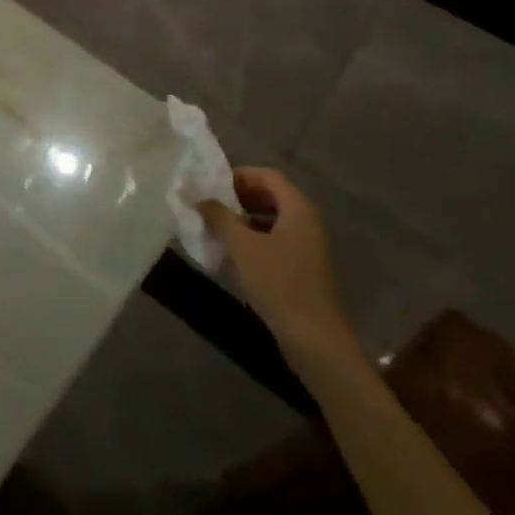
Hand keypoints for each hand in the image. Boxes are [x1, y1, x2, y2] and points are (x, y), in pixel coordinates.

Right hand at [198, 168, 358, 366]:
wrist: (315, 338)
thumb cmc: (278, 283)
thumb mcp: (242, 247)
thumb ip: (219, 217)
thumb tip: (199, 198)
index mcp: (298, 209)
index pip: (267, 175)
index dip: (238, 176)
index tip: (210, 186)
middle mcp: (307, 222)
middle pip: (271, 195)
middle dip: (239, 197)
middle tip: (210, 206)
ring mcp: (307, 246)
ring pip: (272, 220)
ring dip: (244, 219)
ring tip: (216, 229)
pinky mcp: (303, 268)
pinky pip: (276, 240)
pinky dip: (254, 239)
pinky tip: (233, 254)